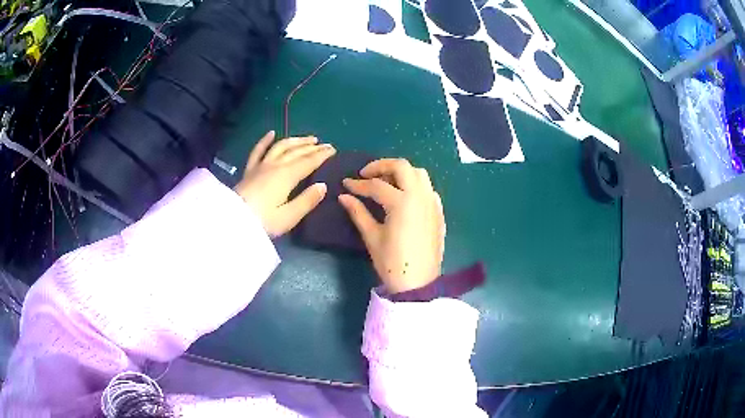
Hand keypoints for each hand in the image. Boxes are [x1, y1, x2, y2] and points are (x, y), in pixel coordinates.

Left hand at [234, 131, 335, 236]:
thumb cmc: (262, 222)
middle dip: (312, 147)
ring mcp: (261, 165)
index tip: (333, 149)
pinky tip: (271, 133)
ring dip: (295, 140)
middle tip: (325, 144)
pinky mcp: (250, 169)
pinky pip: (258, 150)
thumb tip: (323, 186)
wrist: (231, 220)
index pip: (308, 161)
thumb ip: (306, 200)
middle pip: (296, 152)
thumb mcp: (288, 216)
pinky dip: (265, 140)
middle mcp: (275, 165)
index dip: (322, 155)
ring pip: (281, 146)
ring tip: (307, 138)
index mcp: (287, 176)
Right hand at [339, 158, 444, 293]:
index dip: (358, 184)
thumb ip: (358, 212)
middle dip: (381, 166)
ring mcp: (432, 203)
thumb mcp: (372, 237)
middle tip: (366, 175)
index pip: (376, 185)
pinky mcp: (438, 211)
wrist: (419, 284)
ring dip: (401, 172)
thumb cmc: (392, 263)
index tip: (346, 184)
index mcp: (402, 202)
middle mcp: (420, 196)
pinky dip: (415, 185)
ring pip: (419, 173)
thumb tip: (343, 196)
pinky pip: (428, 188)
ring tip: (386, 182)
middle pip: (402, 167)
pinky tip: (404, 196)